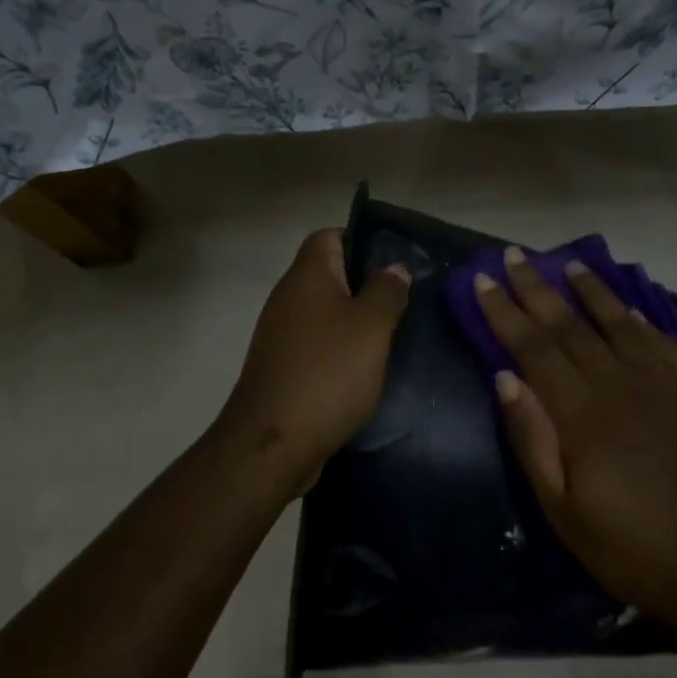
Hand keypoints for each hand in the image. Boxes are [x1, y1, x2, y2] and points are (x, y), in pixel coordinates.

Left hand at [215, 229, 411, 495]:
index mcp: (306, 276)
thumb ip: (386, 292)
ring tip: (389, 339)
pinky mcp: (281, 368)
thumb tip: (392, 269)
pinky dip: (339, 352)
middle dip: (365, 286)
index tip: (394, 265)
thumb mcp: (371, 327)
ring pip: (324, 314)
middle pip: (328, 275)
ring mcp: (280, 335)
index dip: (362, 241)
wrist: (274, 441)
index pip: (329, 236)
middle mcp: (287, 298)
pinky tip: (363, 371)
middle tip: (402, 304)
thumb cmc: (328, 372)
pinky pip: (316, 346)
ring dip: (354, 323)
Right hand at [471, 248, 676, 624]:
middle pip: (572, 325)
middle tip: (515, 256)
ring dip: (592, 291)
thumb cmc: (621, 543)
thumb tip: (505, 377)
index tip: (484, 280)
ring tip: (570, 264)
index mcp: (582, 413)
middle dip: (538, 288)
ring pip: (620, 324)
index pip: (534, 347)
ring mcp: (663, 386)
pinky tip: (631, 310)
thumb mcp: (559, 506)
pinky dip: (645, 322)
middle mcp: (621, 384)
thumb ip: (532, 437)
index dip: (506, 312)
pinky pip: (667, 344)